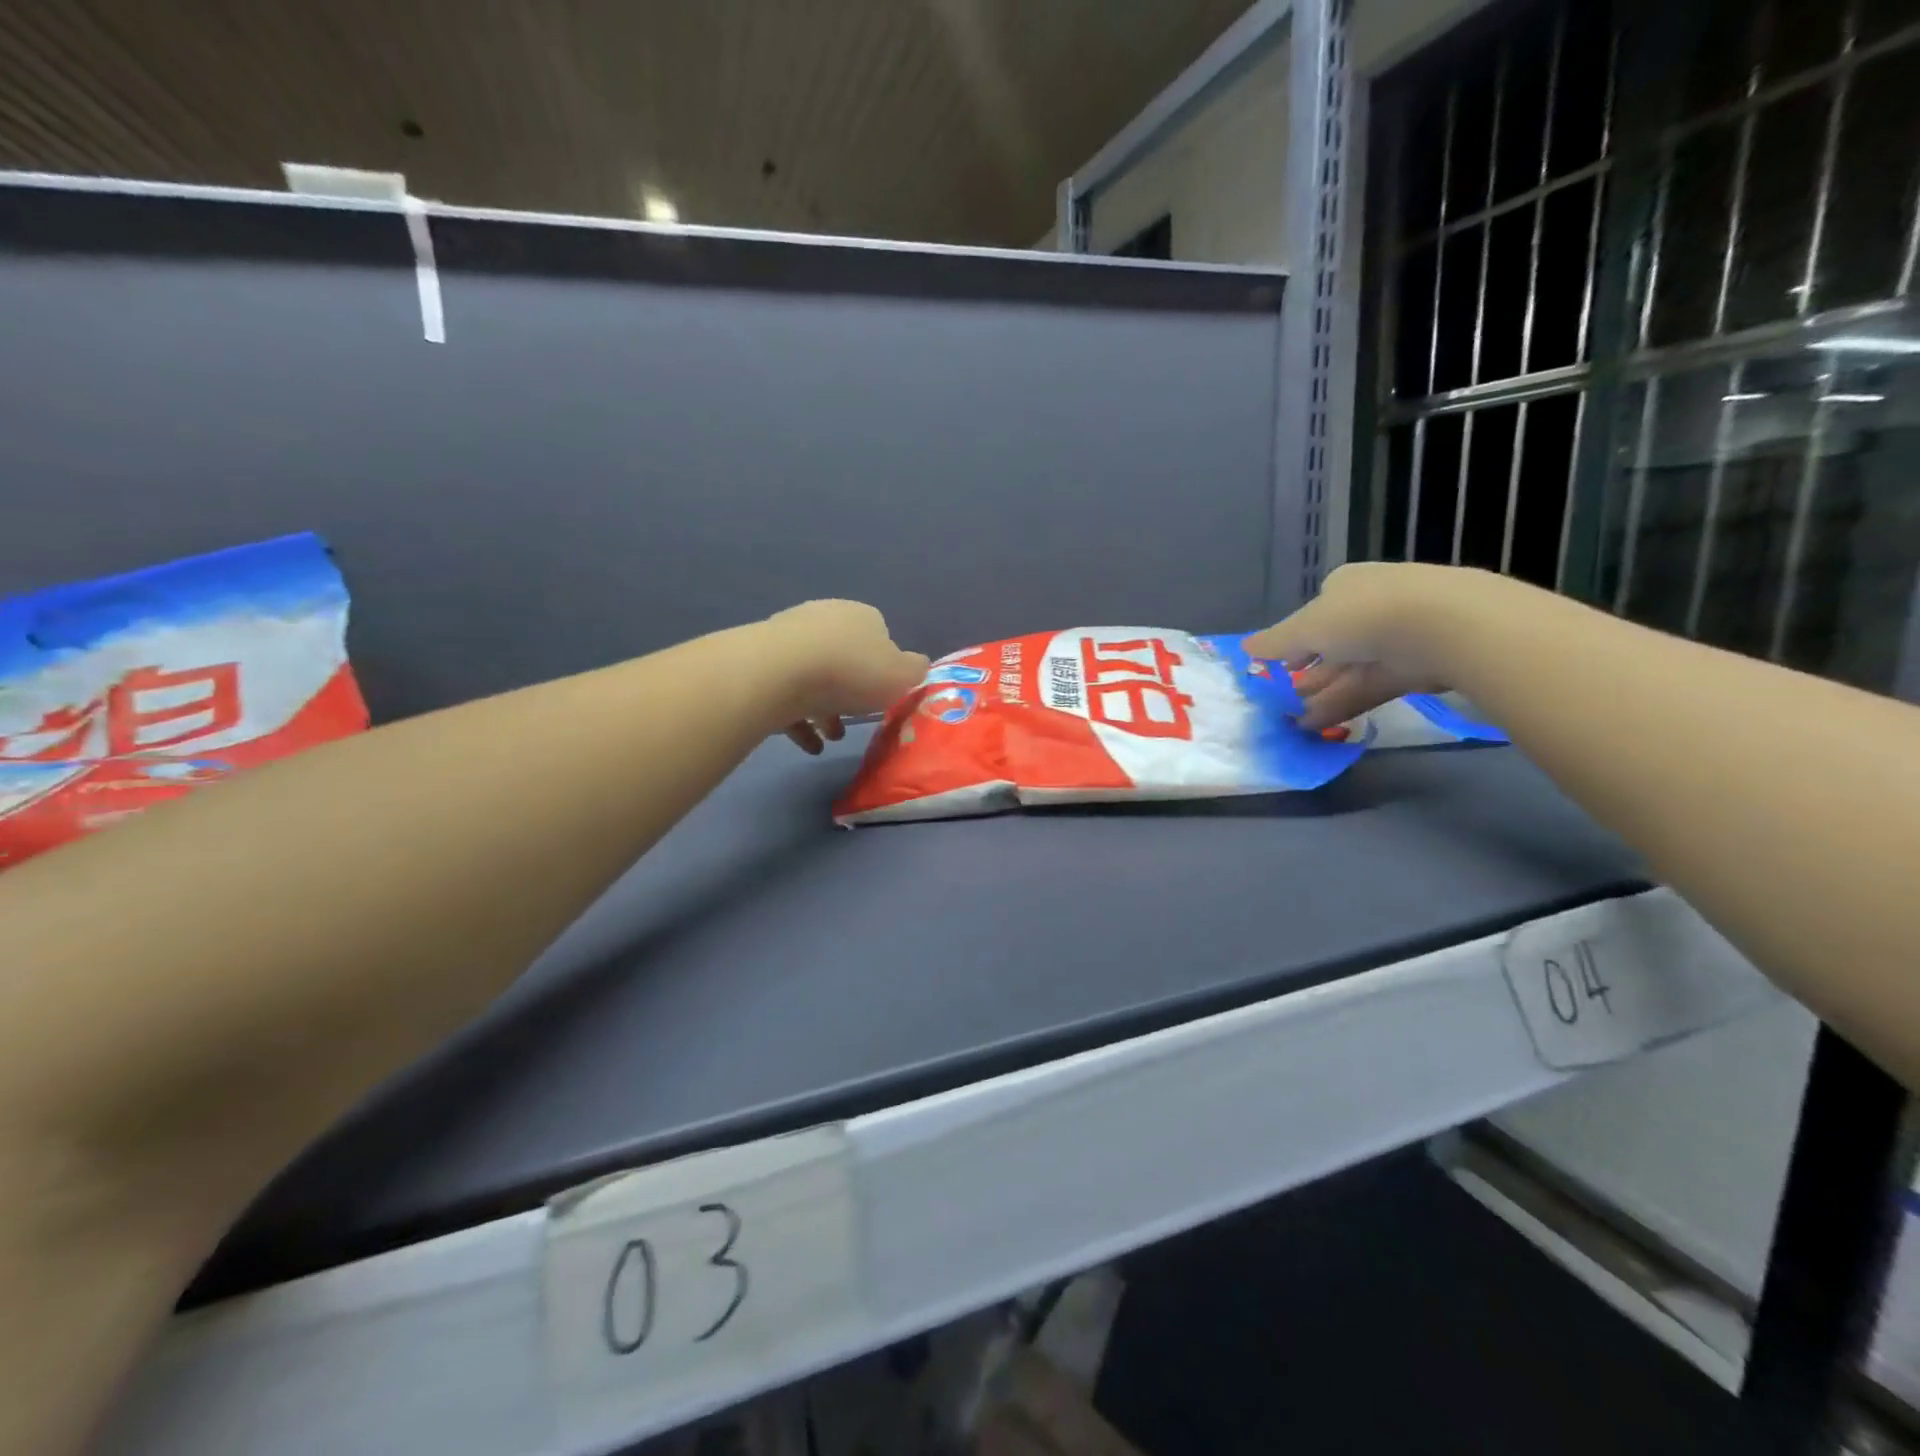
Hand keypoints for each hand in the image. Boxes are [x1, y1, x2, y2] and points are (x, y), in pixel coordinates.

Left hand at [764, 600, 928, 753]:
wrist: (781, 672)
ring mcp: (789, 638)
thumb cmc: (852, 671)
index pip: (879, 636)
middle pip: (843, 658)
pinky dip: (798, 720)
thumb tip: (917, 666)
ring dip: (824, 709)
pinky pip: (785, 694)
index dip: (883, 668)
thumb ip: (915, 671)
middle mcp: (824, 619)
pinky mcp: (761, 663)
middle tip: (856, 721)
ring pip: (813, 677)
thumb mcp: (902, 675)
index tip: (883, 696)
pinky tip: (808, 745)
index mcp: (861, 616)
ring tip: (830, 739)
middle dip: (850, 691)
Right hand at [1245, 562, 1501, 729]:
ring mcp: (1398, 636)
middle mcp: (1371, 606)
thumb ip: (1275, 642)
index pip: (1313, 613)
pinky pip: (1370, 687)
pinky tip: (1317, 725)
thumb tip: (1244, 648)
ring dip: (1319, 695)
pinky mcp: (1417, 667)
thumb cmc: (1362, 615)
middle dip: (1305, 674)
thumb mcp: (1305, 628)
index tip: (1276, 669)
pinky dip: (1343, 704)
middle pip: (1331, 644)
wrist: (1445, 626)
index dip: (1292, 641)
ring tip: (1291, 723)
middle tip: (1279, 703)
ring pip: (1349, 669)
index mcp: (1345, 585)